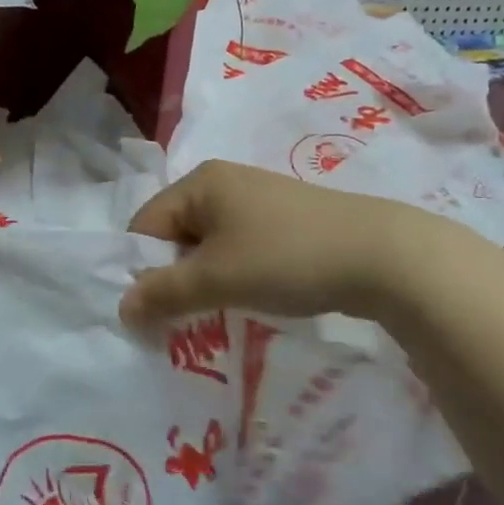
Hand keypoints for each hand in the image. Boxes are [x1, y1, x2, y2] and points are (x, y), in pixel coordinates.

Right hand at [120, 159, 461, 326]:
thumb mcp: (216, 278)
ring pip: (207, 246)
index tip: (151, 314)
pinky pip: (238, 249)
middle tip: (181, 321)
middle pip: (174, 235)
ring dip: (204, 282)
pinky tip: (248, 300)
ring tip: (215, 316)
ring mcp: (255, 200)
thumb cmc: (286, 257)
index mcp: (199, 183)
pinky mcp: (282, 221)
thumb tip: (121, 308)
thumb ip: (163, 293)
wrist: (382, 256)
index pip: (145, 225)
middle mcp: (222, 183)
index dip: (140, 270)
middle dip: (173, 279)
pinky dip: (233, 276)